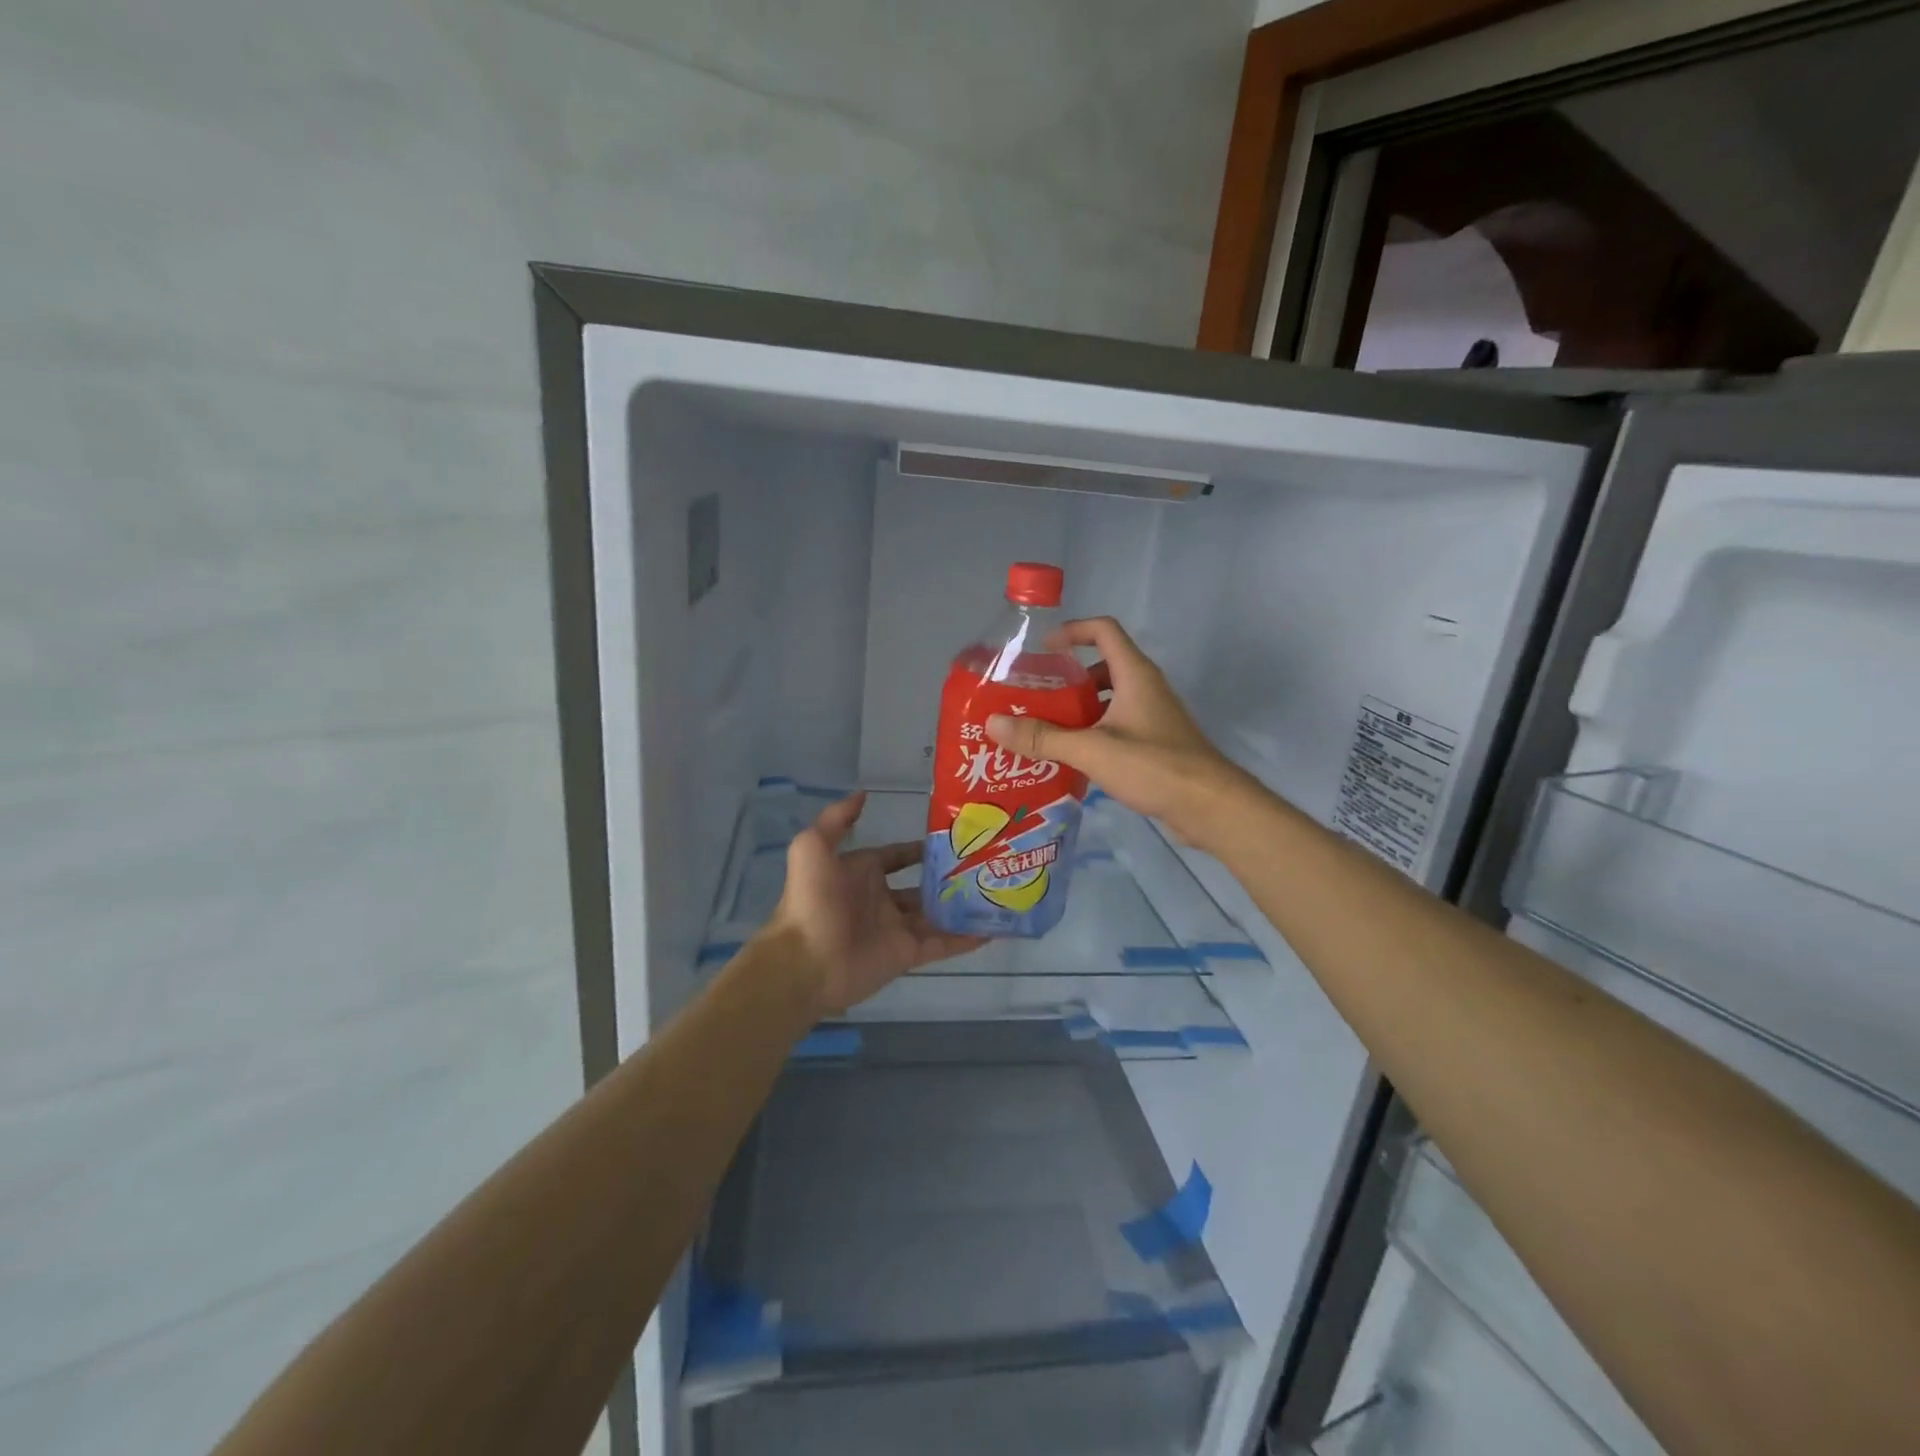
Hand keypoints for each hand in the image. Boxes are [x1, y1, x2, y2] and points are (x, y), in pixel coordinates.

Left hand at [765, 792, 986, 1015]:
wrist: (806, 961)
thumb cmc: (812, 900)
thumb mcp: (814, 847)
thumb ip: (837, 818)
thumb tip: (863, 794)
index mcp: (861, 873)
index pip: (897, 856)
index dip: (920, 848)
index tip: (953, 838)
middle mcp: (881, 899)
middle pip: (922, 886)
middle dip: (947, 877)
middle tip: (984, 864)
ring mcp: (896, 928)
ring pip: (936, 914)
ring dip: (961, 906)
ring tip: (996, 892)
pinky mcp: (907, 955)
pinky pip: (942, 945)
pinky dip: (965, 939)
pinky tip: (992, 929)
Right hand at [985, 617, 1251, 849]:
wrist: (1210, 806)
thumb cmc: (1154, 766)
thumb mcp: (1092, 749)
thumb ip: (1043, 738)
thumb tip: (994, 723)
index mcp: (1134, 674)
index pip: (1103, 631)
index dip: (1072, 631)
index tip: (1043, 649)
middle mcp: (1145, 688)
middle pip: (1102, 666)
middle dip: (1067, 678)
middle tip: (1034, 697)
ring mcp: (1153, 716)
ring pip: (1108, 700)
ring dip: (1078, 709)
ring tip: (1044, 728)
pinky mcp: (1155, 743)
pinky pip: (1117, 726)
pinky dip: (1093, 732)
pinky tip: (1071, 757)